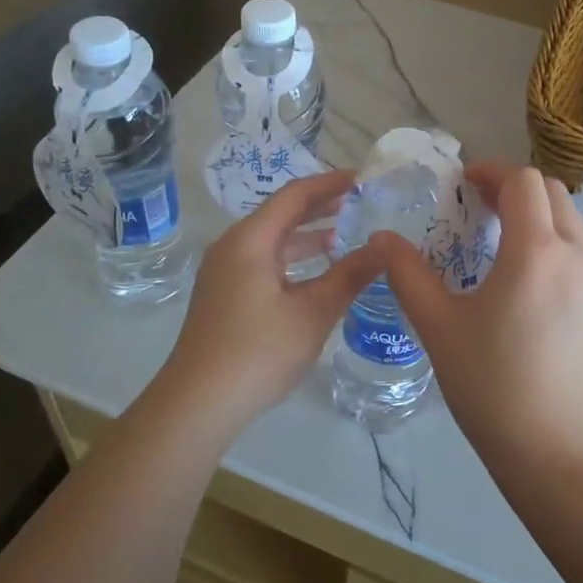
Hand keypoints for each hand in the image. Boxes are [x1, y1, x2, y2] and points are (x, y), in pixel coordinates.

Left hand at [151, 170, 381, 435]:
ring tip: (346, 235)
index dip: (331, 183)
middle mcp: (233, 247)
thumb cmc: (258, 351)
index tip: (364, 179)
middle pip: (281, 214)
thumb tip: (384, 247)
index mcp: (250, 240)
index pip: (295, 196)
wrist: (198, 403)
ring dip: (307, 237)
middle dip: (321, 207)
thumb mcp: (313, 312)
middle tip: (361, 202)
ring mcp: (224, 273)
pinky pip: (264, 263)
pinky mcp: (224, 296)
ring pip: (272, 242)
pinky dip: (293, 261)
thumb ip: (350, 275)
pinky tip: (317, 276)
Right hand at [371, 161, 582, 479]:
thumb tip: (380, 240)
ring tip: (499, 239)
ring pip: (572, 221)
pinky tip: (525, 280)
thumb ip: (407, 275)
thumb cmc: (490, 385)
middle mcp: (575, 256)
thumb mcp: (438, 327)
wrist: (555, 452)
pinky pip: (580, 253)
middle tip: (476, 206)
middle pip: (552, 192)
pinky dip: (553, 242)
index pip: (522, 181)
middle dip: (513, 188)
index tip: (461, 183)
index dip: (490, 171)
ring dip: (537, 213)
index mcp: (535, 252)